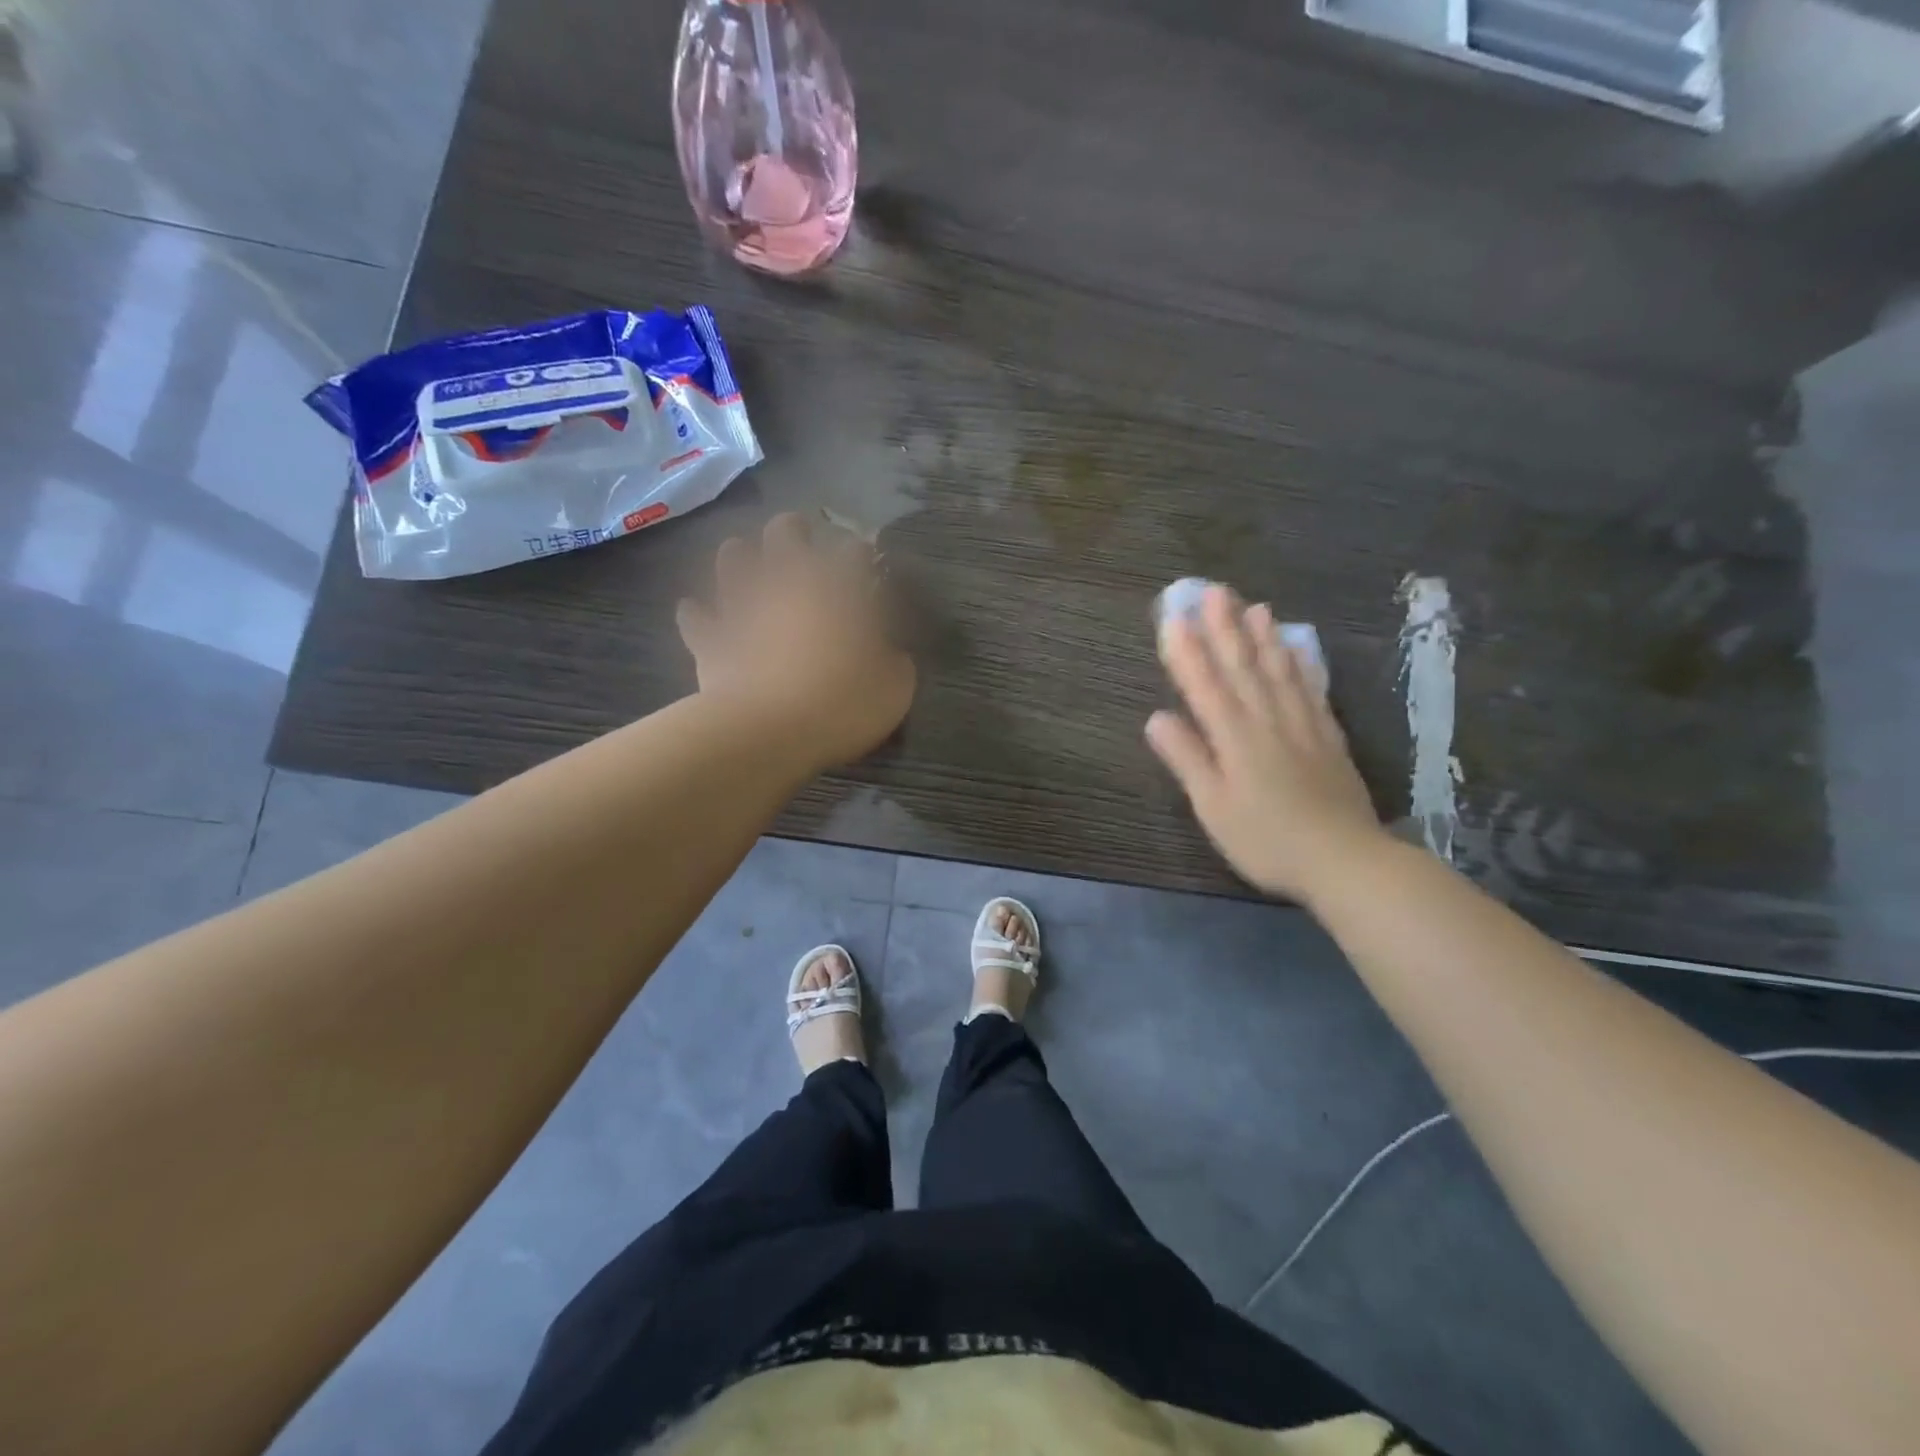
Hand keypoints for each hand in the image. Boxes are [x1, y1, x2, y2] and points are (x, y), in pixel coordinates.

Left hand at [677, 513, 915, 769]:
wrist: (770, 732)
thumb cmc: (843, 703)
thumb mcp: (895, 686)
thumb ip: (894, 660)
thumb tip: (889, 653)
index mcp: (838, 586)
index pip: (854, 552)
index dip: (862, 557)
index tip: (867, 568)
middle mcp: (787, 581)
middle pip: (786, 532)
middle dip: (795, 531)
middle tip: (803, 541)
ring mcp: (742, 605)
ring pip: (733, 558)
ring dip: (741, 557)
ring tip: (748, 566)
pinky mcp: (709, 638)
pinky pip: (696, 616)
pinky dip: (698, 614)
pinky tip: (699, 614)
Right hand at [1146, 584, 1384, 901]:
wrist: (1345, 860)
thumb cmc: (1267, 839)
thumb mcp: (1214, 807)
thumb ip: (1188, 759)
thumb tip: (1156, 718)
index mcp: (1235, 738)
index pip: (1205, 685)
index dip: (1187, 651)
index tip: (1173, 617)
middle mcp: (1268, 721)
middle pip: (1243, 667)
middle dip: (1225, 628)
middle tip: (1213, 591)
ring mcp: (1302, 726)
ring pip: (1279, 671)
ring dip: (1263, 637)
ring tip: (1253, 606)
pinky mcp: (1328, 737)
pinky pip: (1311, 689)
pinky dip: (1301, 664)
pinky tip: (1296, 649)